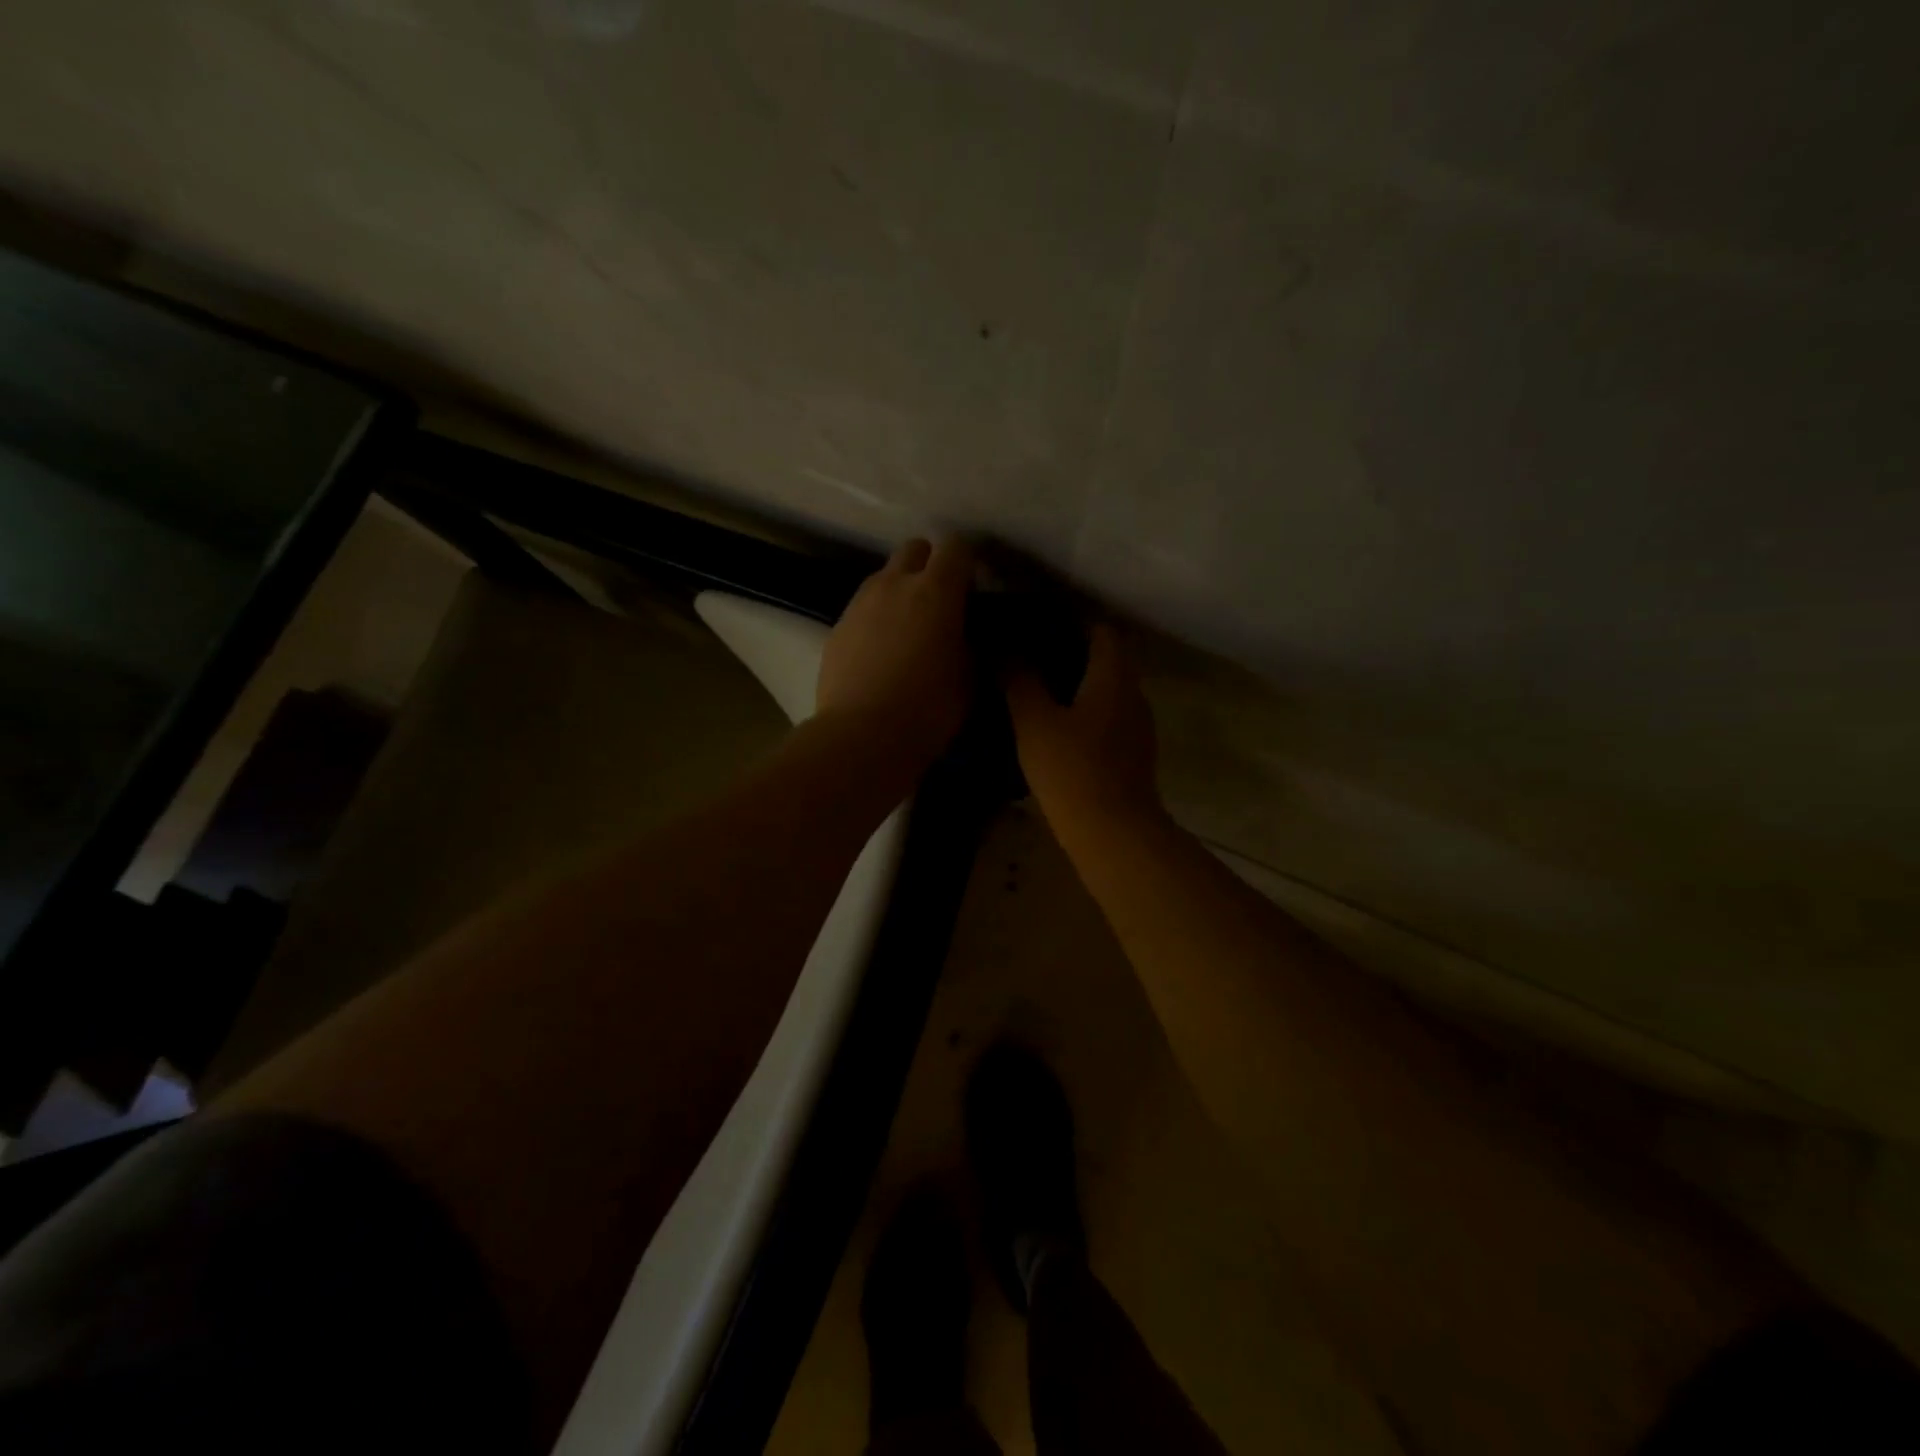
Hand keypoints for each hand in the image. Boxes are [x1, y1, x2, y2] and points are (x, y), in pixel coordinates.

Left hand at [817, 537, 973, 770]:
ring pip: (884, 577)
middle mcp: (894, 584)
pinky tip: (880, 654)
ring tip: (907, 630)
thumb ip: (968, 643)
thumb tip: (963, 633)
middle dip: (929, 565)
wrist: (861, 736)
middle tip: (939, 603)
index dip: (967, 562)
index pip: (956, 547)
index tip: (973, 588)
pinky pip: (863, 609)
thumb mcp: (969, 678)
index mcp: (936, 591)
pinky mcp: (837, 627)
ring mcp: (860, 603)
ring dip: (899, 591)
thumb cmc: (928, 709)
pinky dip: (876, 619)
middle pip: (914, 549)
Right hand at [1004, 623, 1160, 828]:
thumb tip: (1003, 647)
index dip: (1071, 624)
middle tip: (1029, 660)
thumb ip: (1019, 680)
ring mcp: (1138, 728)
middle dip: (1071, 655)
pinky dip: (1086, 715)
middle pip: (1107, 661)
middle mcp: (1134, 695)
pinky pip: (1109, 720)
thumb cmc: (1072, 770)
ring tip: (1037, 693)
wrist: (1113, 834)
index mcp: (1114, 677)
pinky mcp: (1133, 756)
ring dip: (1079, 688)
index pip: (1101, 632)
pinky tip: (1056, 731)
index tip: (1037, 629)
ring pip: (1108, 692)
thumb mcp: (1034, 722)